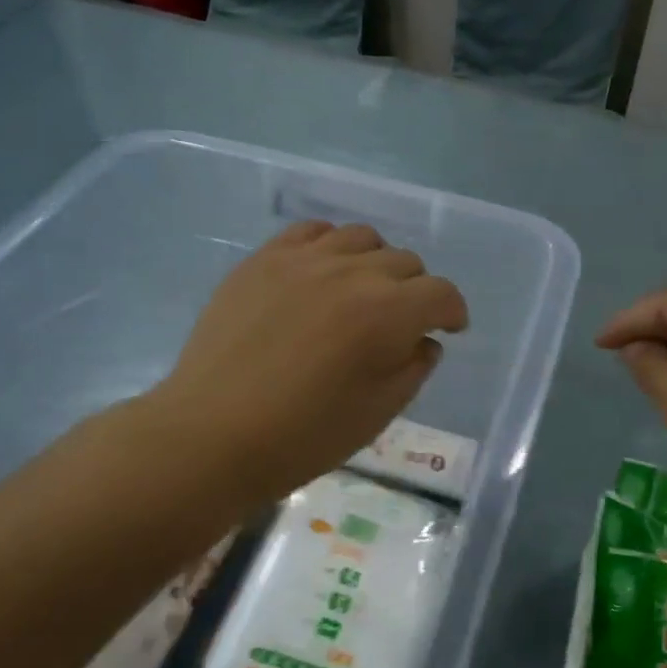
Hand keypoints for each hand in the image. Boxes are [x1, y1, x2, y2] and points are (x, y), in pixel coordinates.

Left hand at [148, 221, 467, 510]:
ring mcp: (303, 260)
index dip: (453, 311)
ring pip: (362, 238)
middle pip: (405, 262)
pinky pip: (312, 232)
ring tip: (364, 291)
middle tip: (403, 322)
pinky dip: (331, 247)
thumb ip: (414, 368)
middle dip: (417, 291)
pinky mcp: (264, 260)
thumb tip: (424, 341)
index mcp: (388, 312)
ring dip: (377, 263)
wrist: (213, 433)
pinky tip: (324, 273)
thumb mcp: (379, 412)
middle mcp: (352, 272)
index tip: (449, 329)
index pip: (441, 293)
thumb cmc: (305, 435)